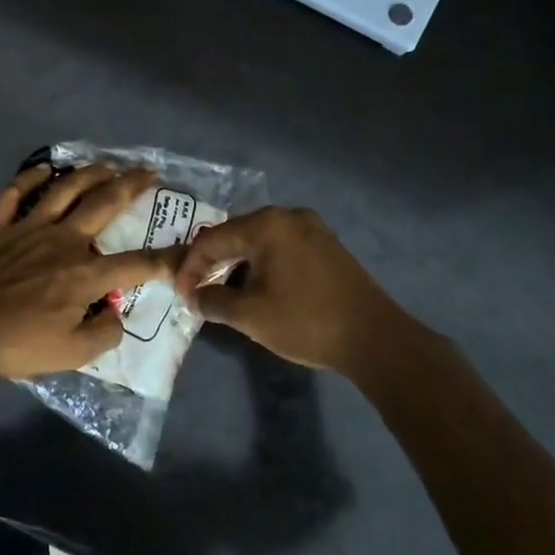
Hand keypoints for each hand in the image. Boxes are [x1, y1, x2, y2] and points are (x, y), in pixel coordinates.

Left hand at [0, 163, 179, 379]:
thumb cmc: (13, 342)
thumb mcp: (69, 355)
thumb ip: (103, 334)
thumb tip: (117, 316)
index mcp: (84, 274)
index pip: (137, 263)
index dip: (167, 258)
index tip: (188, 249)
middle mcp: (63, 241)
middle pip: (104, 204)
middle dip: (131, 185)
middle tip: (149, 172)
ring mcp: (28, 227)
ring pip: (65, 190)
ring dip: (90, 173)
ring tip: (107, 164)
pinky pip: (16, 193)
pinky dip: (31, 178)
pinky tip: (44, 169)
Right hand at [173, 206, 415, 375]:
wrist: (374, 338)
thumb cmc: (305, 322)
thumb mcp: (249, 315)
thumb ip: (213, 301)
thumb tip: (194, 297)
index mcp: (267, 225)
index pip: (212, 239)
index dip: (190, 267)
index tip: (180, 295)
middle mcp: (289, 216)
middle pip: (235, 234)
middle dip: (212, 263)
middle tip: (196, 290)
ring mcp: (313, 228)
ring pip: (259, 242)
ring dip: (237, 265)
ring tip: (223, 292)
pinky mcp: (327, 245)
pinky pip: (281, 248)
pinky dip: (262, 265)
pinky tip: (256, 288)